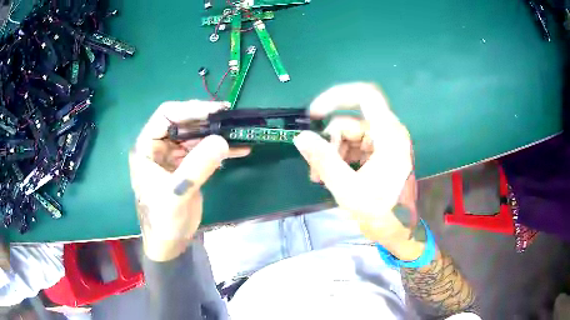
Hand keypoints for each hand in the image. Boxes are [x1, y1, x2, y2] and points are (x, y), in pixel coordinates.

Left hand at [129, 100, 249, 260]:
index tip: (216, 110)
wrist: (169, 243)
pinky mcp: (186, 167)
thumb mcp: (177, 193)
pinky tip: (240, 149)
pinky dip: (221, 150)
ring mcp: (173, 156)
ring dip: (216, 134)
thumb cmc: (163, 219)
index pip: (166, 116)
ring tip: (239, 132)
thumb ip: (197, 166)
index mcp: (147, 147)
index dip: (190, 109)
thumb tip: (222, 140)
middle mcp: (159, 147)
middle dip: (207, 120)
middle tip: (231, 118)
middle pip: (183, 123)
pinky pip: (203, 151)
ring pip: (195, 136)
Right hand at [293, 83, 423, 259]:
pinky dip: (340, 158)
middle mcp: (388, 133)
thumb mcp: (348, 189)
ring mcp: (384, 144)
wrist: (400, 232)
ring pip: (349, 135)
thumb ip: (324, 161)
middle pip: (351, 122)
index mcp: (389, 135)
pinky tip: (330, 177)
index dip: (337, 96)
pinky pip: (354, 147)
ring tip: (320, 177)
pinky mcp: (379, 154)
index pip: (365, 96)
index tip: (314, 114)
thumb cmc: (382, 213)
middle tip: (315, 167)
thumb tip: (301, 137)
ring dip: (332, 153)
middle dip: (329, 142)